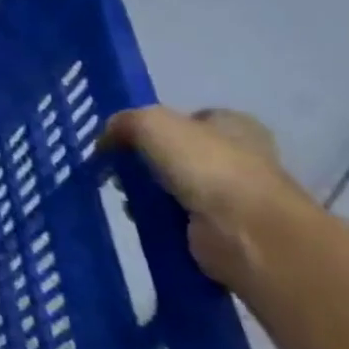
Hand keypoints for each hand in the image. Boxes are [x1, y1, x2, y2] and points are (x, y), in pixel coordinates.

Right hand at [102, 106, 314, 287]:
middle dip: (145, 162)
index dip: (155, 126)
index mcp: (235, 125)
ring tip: (125, 197)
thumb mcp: (151, 123)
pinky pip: (175, 217)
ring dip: (146, 192)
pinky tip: (139, 217)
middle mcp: (239, 157)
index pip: (189, 119)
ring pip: (173, 187)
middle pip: (177, 154)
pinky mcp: (220, 228)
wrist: (243, 230)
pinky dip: (155, 217)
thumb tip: (105, 139)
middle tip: (118, 170)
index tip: (126, 139)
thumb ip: (124, 122)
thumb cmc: (205, 165)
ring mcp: (231, 196)